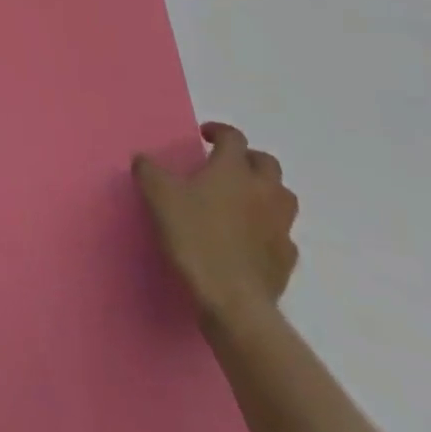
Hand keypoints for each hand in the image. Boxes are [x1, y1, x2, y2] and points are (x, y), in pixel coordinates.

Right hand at [134, 121, 298, 325]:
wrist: (233, 300)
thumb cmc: (195, 238)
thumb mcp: (158, 197)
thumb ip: (149, 171)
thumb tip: (143, 159)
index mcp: (234, 170)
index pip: (233, 137)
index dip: (219, 131)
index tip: (204, 136)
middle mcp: (264, 190)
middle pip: (267, 163)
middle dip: (248, 159)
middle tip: (226, 166)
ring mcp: (281, 225)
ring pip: (282, 196)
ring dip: (265, 191)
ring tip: (242, 199)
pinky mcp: (287, 258)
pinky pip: (282, 233)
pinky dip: (269, 228)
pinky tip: (251, 238)